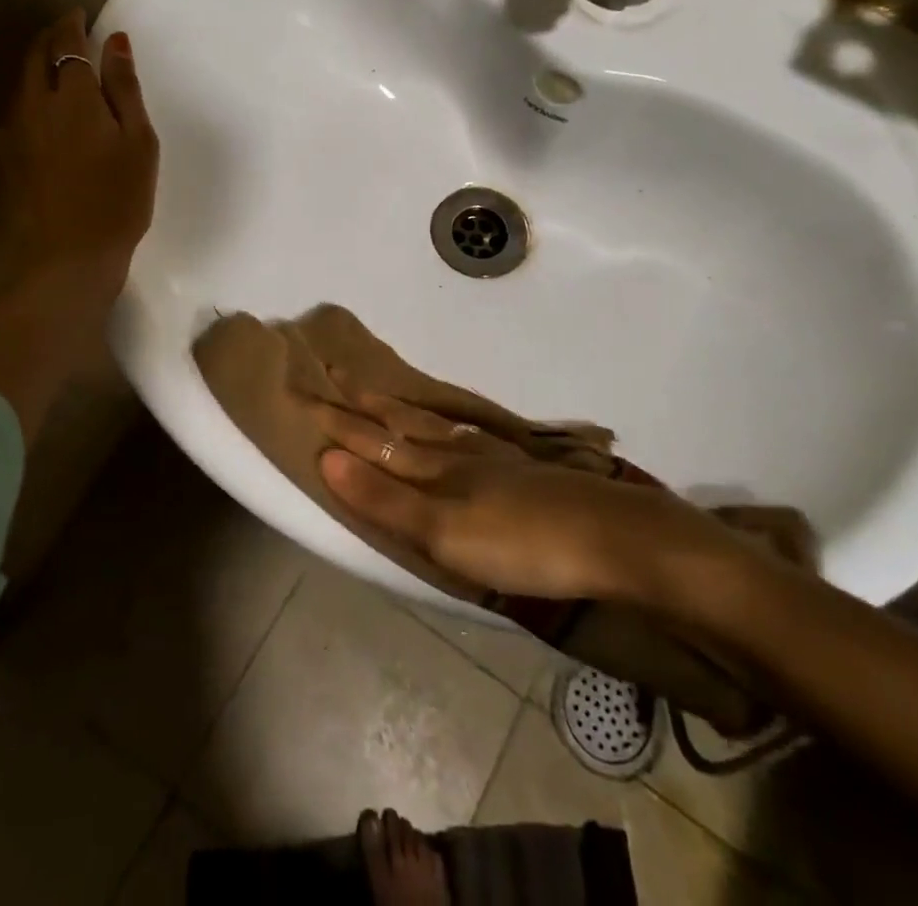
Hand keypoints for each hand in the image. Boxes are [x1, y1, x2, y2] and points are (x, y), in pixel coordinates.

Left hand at [0, 11, 157, 438]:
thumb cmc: (118, 199)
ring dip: (38, 63)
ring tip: (59, 65)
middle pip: (36, 55)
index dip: (73, 23)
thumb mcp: (138, 142)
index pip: (67, 41)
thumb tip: (115, 41)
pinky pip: (16, 109)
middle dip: (50, 35)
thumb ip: (125, 88)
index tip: (82, 14)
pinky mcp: (5, 157)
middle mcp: (35, 103)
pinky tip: (45, 110)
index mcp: (74, 95)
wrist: (68, 258)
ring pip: (22, 81)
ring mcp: (14, 131)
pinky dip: (31, 95)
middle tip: (69, 30)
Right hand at [312, 389, 752, 613]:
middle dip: (365, 405)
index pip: (375, 441)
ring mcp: (494, 458)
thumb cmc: (519, 543)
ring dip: (403, 410)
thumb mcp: (443, 532)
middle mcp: (458, 454)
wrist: (609, 538)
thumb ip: (387, 499)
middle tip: (337, 374)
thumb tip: (328, 458)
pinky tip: (459, 430)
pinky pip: (470, 436)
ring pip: (436, 425)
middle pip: (402, 424)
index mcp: (435, 469)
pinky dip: (450, 426)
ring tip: (384, 394)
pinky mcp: (523, 470)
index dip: (340, 423)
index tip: (308, 395)